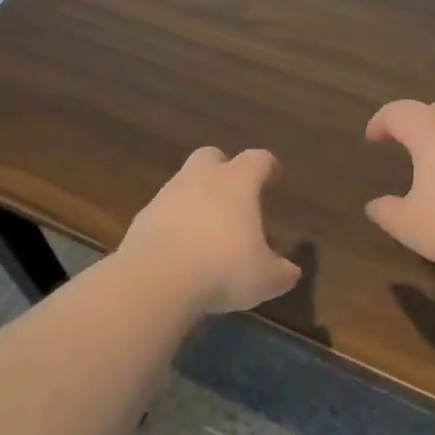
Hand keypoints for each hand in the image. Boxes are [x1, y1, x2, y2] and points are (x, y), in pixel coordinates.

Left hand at [118, 147, 302, 313]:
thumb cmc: (223, 269)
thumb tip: (291, 272)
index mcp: (236, 183)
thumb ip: (281, 272)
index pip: (257, 159)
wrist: (157, 279)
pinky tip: (179, 247)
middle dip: (223, 168)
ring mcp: (166, 195)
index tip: (273, 174)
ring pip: (183, 183)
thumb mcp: (265, 279)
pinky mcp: (142, 217)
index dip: (267, 165)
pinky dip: (172, 222)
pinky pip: (162, 211)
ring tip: (206, 227)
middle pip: (211, 156)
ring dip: (195, 197)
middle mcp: (200, 179)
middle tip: (233, 192)